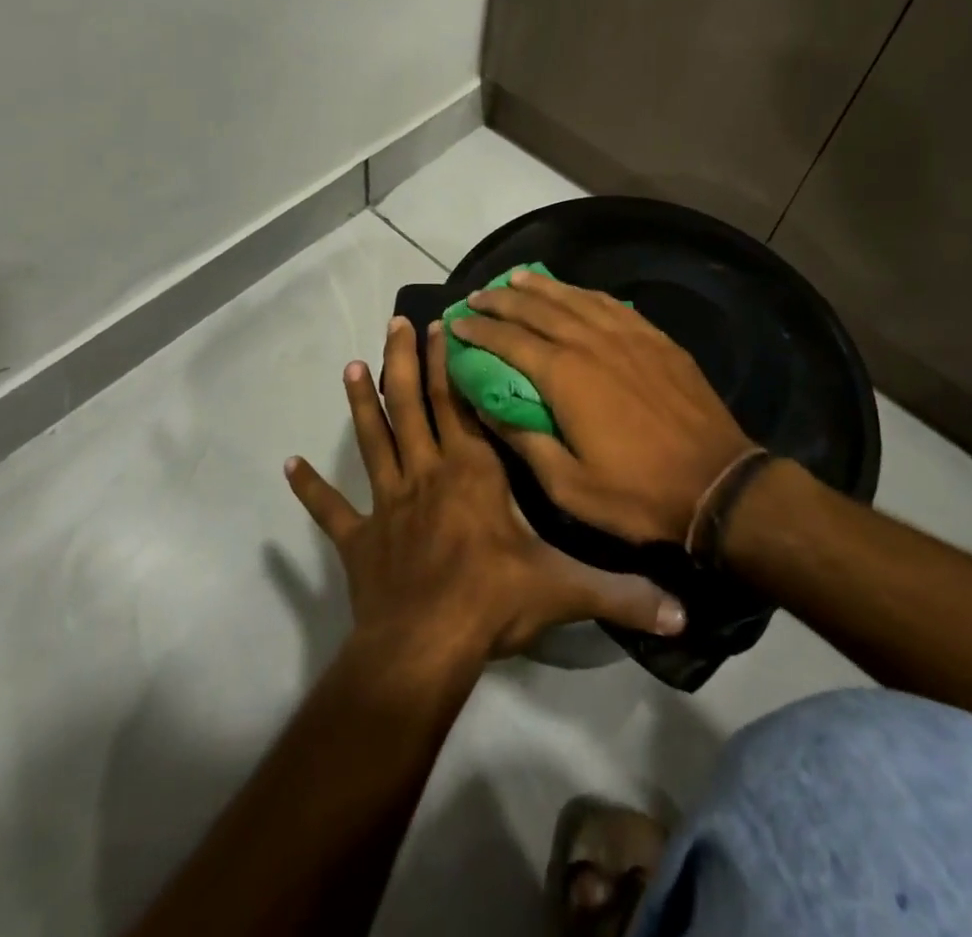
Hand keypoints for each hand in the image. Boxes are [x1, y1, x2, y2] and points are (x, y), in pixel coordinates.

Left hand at [285, 317, 685, 662]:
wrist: (423, 650)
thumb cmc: (491, 603)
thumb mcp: (565, 590)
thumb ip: (622, 591)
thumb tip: (684, 606)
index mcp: (471, 472)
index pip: (459, 405)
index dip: (447, 364)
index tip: (440, 327)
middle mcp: (426, 474)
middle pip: (411, 405)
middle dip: (403, 361)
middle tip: (395, 322)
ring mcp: (386, 505)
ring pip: (373, 440)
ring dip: (361, 403)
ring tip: (351, 366)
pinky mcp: (358, 541)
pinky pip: (330, 511)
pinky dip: (310, 489)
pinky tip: (287, 466)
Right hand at [446, 272, 754, 544]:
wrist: (716, 484)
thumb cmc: (636, 493)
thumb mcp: (567, 485)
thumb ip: (523, 438)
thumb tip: (485, 404)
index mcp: (565, 375)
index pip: (509, 341)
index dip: (479, 329)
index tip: (456, 321)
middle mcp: (592, 343)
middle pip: (538, 310)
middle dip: (503, 300)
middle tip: (478, 295)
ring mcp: (628, 336)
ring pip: (574, 299)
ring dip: (541, 287)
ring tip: (516, 278)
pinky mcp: (655, 339)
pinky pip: (611, 305)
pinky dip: (584, 293)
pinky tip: (574, 291)